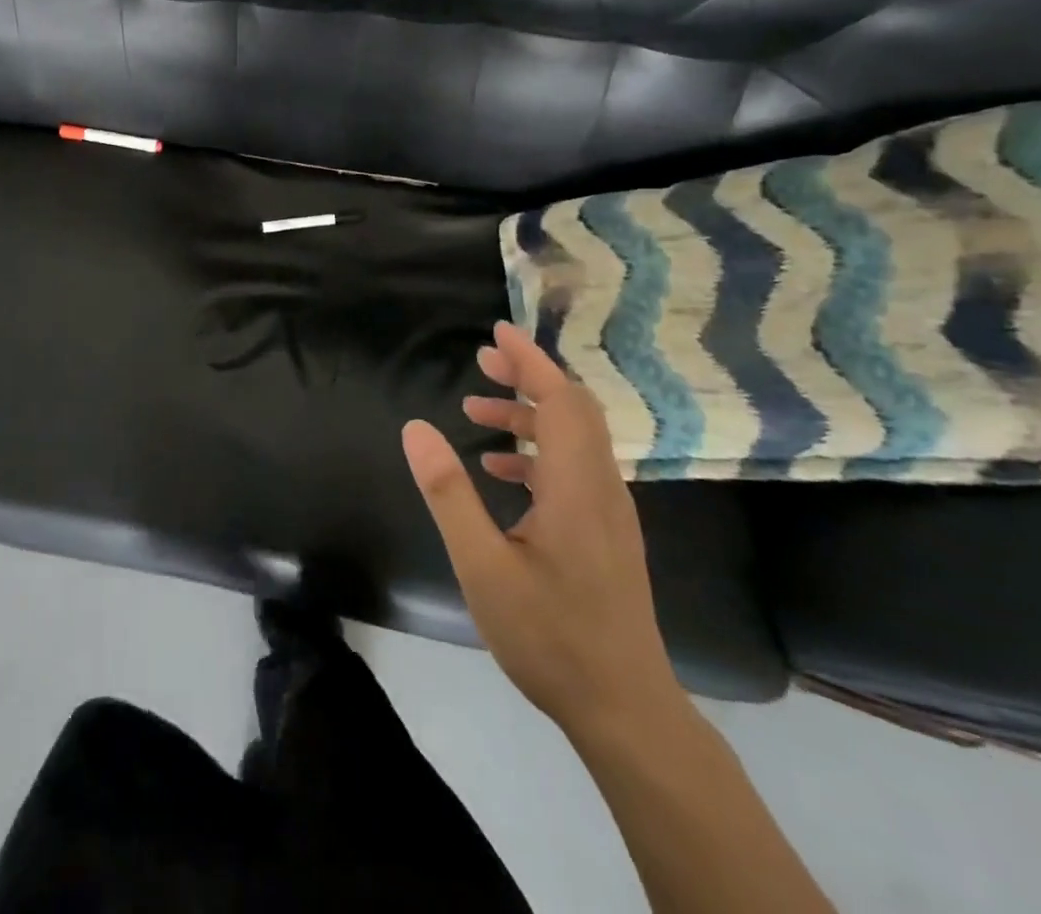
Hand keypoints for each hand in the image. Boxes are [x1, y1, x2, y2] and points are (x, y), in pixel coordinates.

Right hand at [402, 321, 681, 740]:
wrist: (625, 710)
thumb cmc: (549, 636)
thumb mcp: (482, 565)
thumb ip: (448, 492)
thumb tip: (415, 427)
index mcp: (576, 486)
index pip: (561, 400)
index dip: (530, 360)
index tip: (498, 332)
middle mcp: (601, 488)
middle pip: (573, 410)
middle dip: (529, 376)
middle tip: (483, 359)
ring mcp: (609, 512)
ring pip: (574, 439)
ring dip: (529, 414)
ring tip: (476, 411)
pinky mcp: (606, 533)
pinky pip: (574, 469)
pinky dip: (538, 451)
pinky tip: (500, 470)